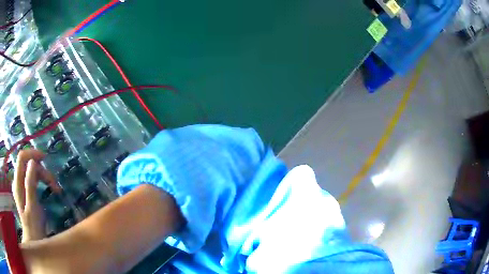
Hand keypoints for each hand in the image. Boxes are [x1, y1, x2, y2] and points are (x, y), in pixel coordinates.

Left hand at [12, 149, 59, 241]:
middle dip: (42, 171)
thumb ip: (30, 185)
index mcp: (17, 183)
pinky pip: (34, 179)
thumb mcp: (32, 207)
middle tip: (55, 184)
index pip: (22, 157)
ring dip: (44, 177)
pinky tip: (50, 188)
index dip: (32, 153)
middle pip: (29, 165)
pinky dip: (43, 181)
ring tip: (56, 189)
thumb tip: (32, 162)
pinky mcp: (26, 190)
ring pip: (33, 172)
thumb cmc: (34, 226)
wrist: (34, 240)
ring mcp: (22, 185)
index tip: (45, 158)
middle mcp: (18, 180)